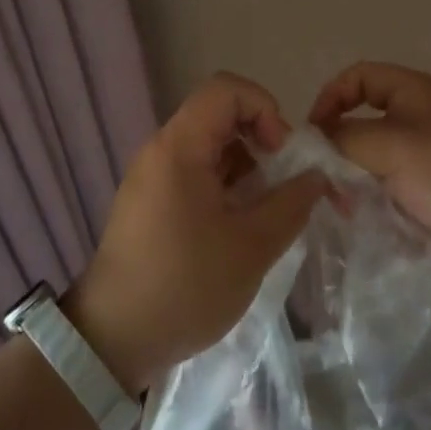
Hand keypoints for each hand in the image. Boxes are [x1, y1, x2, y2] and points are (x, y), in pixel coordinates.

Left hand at [67, 73, 325, 391]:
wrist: (114, 339)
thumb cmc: (185, 286)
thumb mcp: (252, 247)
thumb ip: (291, 203)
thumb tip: (316, 176)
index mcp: (179, 147)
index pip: (226, 90)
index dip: (264, 108)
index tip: (282, 153)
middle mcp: (160, 150)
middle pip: (218, 115)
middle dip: (260, 139)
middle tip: (283, 183)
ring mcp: (151, 176)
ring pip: (208, 146)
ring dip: (244, 166)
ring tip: (265, 211)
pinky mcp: (149, 201)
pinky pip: (193, 172)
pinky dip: (223, 185)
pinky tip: (239, 226)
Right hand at [310, 61, 430, 303]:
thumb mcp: (394, 147)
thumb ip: (345, 138)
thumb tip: (316, 143)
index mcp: (418, 93)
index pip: (360, 77)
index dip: (330, 98)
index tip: (313, 136)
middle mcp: (424, 121)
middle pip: (365, 121)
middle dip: (340, 148)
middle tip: (325, 181)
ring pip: (376, 162)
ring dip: (355, 182)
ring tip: (345, 208)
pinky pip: (394, 192)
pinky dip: (376, 204)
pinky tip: (366, 225)